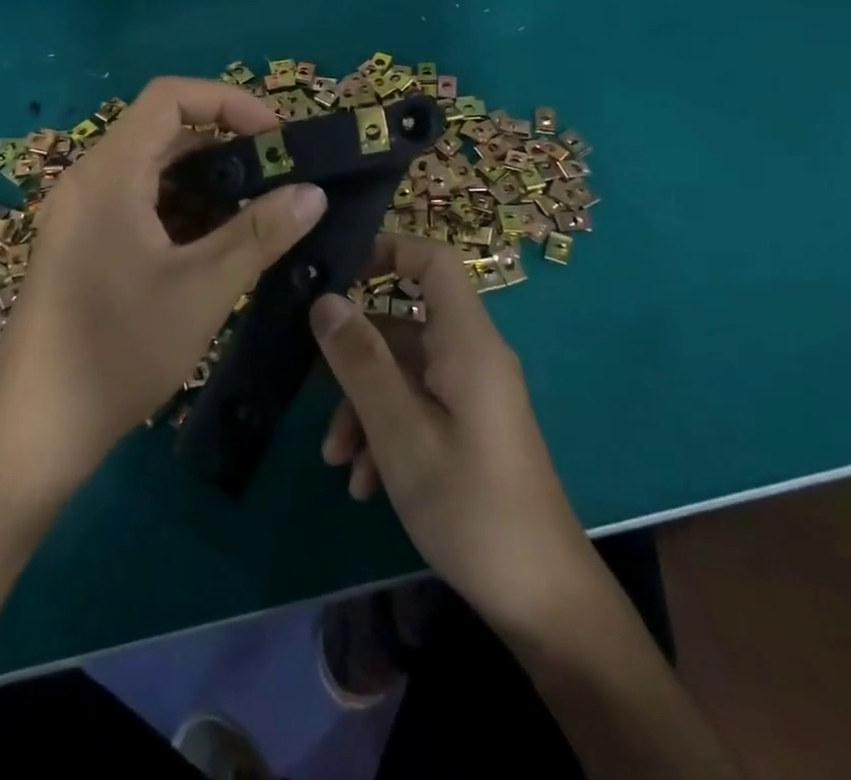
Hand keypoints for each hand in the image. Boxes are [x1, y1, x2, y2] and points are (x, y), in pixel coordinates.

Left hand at [0, 77, 327, 492]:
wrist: (36, 429)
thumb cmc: (118, 349)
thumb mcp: (202, 289)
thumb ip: (260, 234)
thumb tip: (313, 192)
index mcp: (110, 172)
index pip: (170, 96)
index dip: (229, 102)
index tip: (276, 138)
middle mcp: (90, 179)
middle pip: (164, 132)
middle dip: (226, 147)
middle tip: (278, 179)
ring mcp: (81, 214)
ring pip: (153, 172)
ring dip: (207, 184)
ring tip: (256, 216)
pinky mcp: (82, 244)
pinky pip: (138, 203)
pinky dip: (181, 211)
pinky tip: (215, 248)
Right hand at [312, 236, 594, 642]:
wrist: (542, 602)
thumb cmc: (470, 506)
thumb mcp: (400, 433)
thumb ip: (361, 361)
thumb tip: (325, 300)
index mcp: (467, 343)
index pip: (434, 261)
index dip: (388, 249)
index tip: (337, 270)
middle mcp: (471, 357)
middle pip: (402, 326)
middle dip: (354, 358)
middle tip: (308, 387)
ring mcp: (471, 395)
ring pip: (402, 373)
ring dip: (363, 407)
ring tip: (336, 460)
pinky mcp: (469, 428)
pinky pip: (417, 407)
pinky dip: (385, 432)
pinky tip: (364, 484)